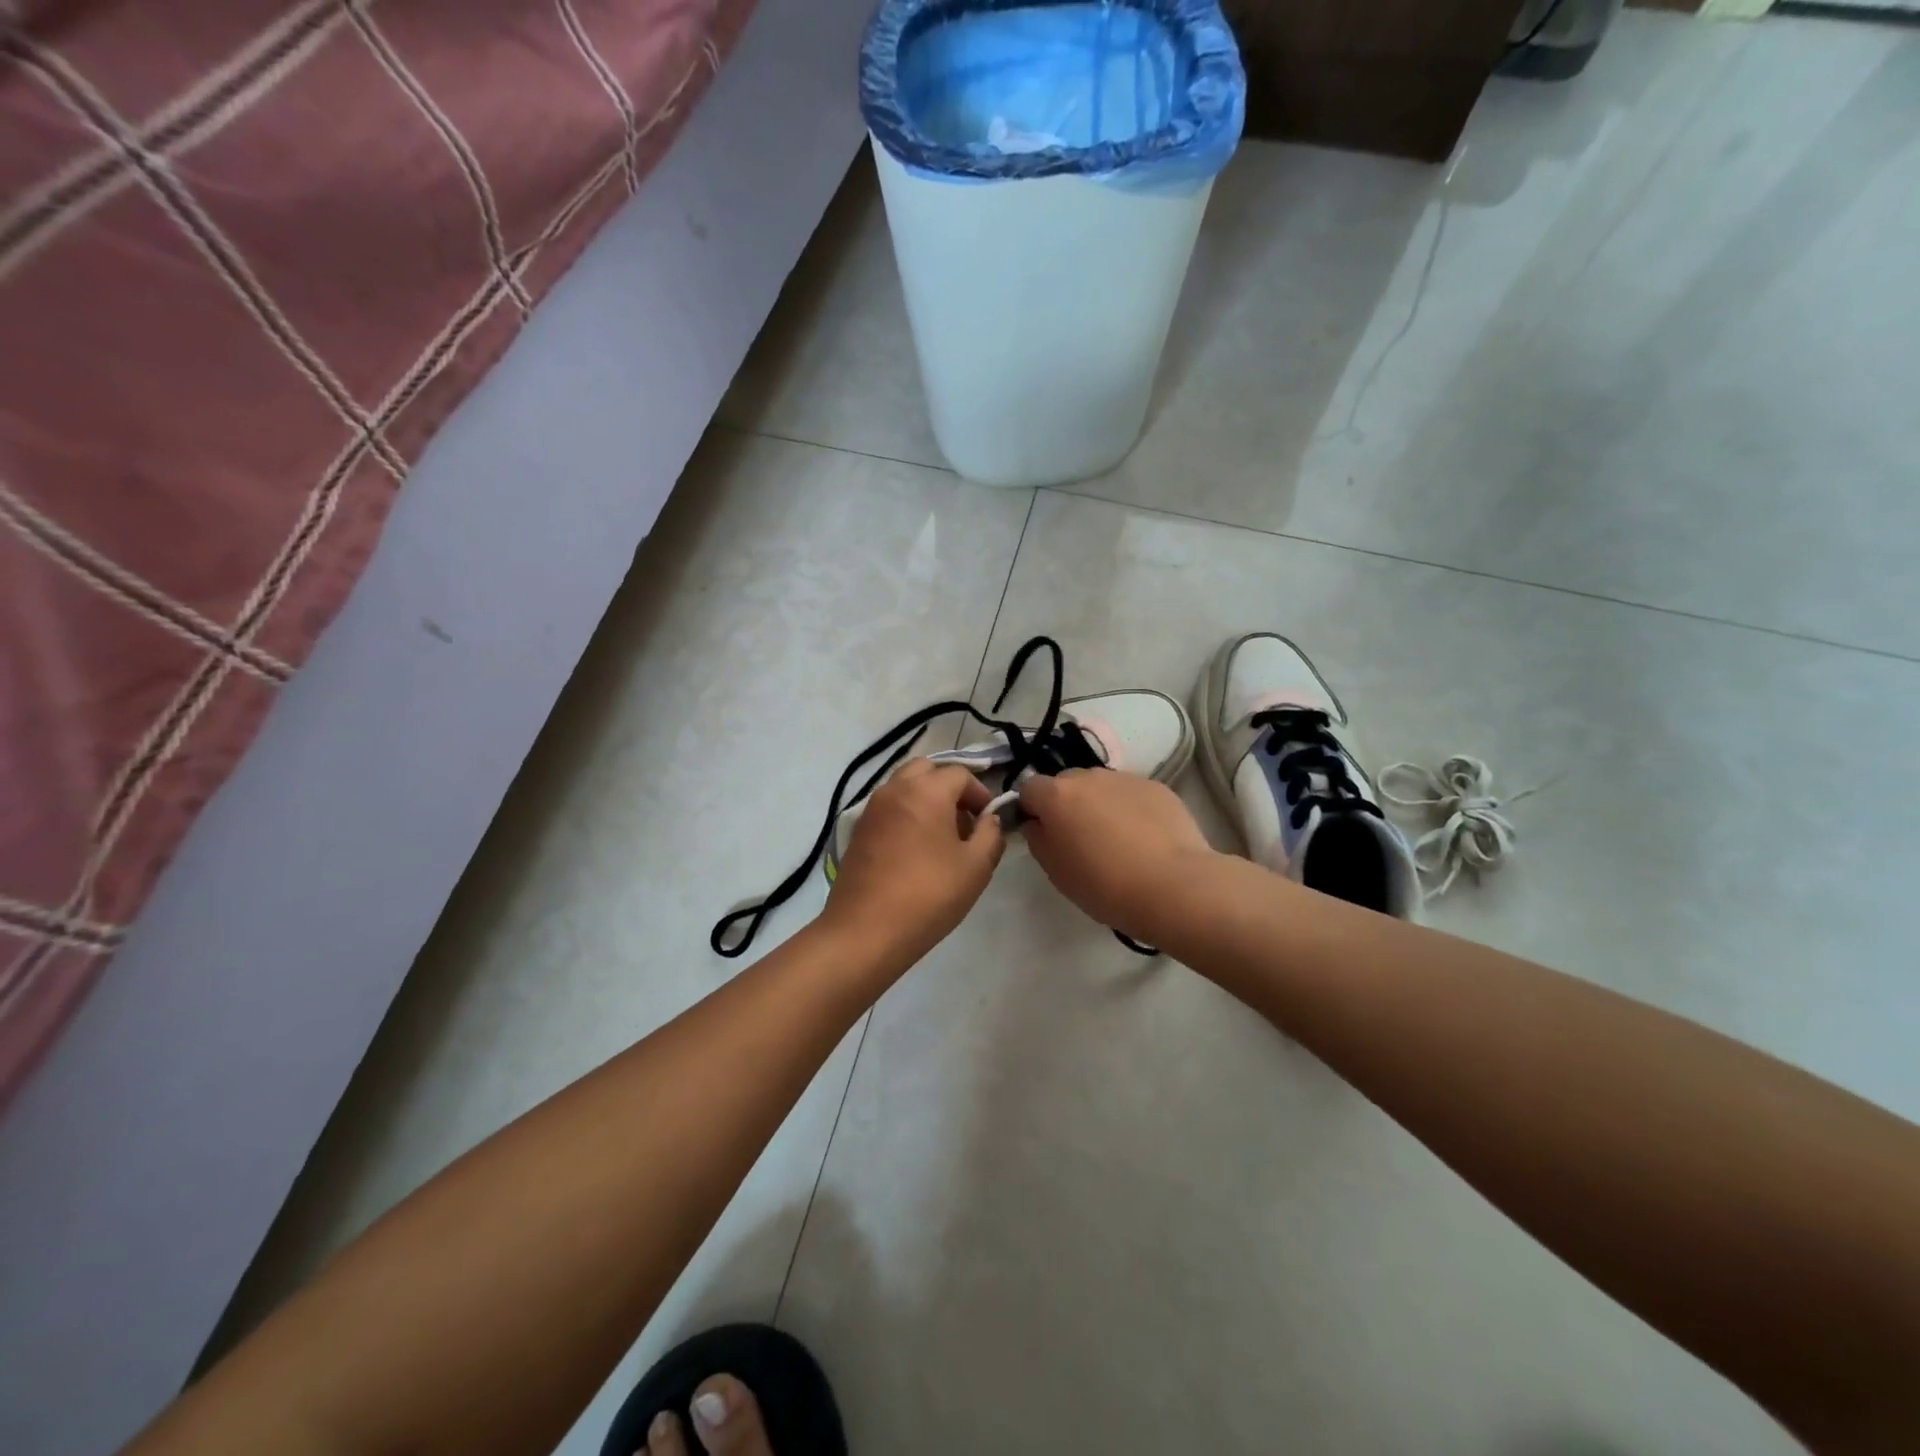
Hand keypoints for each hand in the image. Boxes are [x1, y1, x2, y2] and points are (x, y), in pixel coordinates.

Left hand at [820, 760, 1005, 960]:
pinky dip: (905, 814)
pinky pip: (888, 807)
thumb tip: (990, 820)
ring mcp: (871, 808)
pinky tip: (915, 850)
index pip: (960, 774)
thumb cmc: (928, 895)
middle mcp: (895, 789)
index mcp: (926, 791)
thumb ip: (990, 835)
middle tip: (963, 820)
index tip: (989, 820)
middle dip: (949, 787)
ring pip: (903, 786)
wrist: (865, 931)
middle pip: (926, 770)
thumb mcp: (976, 868)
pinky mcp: (858, 830)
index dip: (980, 793)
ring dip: (925, 798)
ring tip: (940, 837)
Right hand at [1018, 770, 1216, 941]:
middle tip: (1080, 838)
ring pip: (1101, 786)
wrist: (1174, 886)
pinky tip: (1144, 838)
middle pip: (1066, 783)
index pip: (1029, 788)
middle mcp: (1089, 777)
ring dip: (1099, 804)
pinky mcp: (1157, 787)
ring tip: (1117, 839)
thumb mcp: (1056, 872)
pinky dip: (1130, 808)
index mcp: (1057, 795)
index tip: (1042, 832)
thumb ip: (1038, 839)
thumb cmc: (1105, 885)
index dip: (1031, 809)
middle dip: (1067, 804)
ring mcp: (1125, 778)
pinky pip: (1131, 793)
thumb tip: (1038, 823)